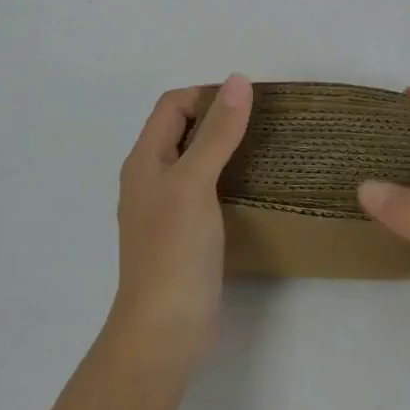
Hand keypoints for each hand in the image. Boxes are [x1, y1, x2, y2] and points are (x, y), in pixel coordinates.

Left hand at [107, 74, 252, 370]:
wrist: (164, 329)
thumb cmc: (174, 249)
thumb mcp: (195, 182)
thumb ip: (217, 132)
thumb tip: (237, 80)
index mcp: (145, 160)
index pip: (172, 105)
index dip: (206, 95)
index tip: (248, 102)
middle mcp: (151, 178)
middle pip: (183, 131)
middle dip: (219, 119)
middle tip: (263, 122)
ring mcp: (166, 209)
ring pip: (195, 162)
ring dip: (225, 149)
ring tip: (265, 148)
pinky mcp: (184, 235)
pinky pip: (206, 191)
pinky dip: (227, 179)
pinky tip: (254, 188)